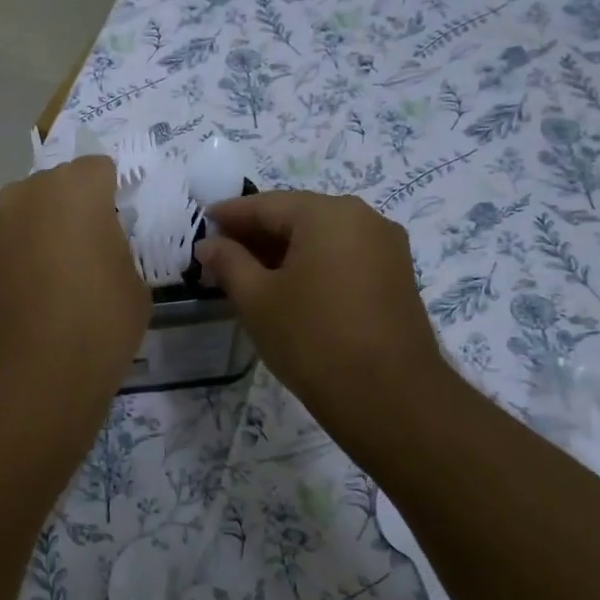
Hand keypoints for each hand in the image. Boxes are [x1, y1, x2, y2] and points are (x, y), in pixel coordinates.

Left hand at [0, 156, 147, 397]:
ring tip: (61, 279)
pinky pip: (11, 243)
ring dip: (46, 233)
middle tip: (92, 253)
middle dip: (76, 210)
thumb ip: (119, 250)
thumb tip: (100, 250)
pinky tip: (36, 296)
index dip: (113, 196)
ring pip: (31, 214)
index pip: (100, 170)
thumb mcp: (135, 285)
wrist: (28, 375)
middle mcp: (27, 193)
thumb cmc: (96, 324)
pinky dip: (24, 257)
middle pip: (60, 188)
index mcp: (75, 188)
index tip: (121, 230)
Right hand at [195, 191, 456, 445]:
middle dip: (257, 233)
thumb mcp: (257, 299)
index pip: (267, 204)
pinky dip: (312, 264)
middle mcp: (363, 218)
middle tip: (220, 253)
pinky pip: (343, 256)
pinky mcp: (396, 276)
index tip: (203, 222)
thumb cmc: (311, 338)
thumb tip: (209, 244)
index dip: (230, 214)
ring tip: (249, 273)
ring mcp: (386, 247)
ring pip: (322, 237)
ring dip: (284, 250)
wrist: (388, 395)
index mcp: (327, 214)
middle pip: (297, 216)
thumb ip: (228, 263)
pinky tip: (288, 287)